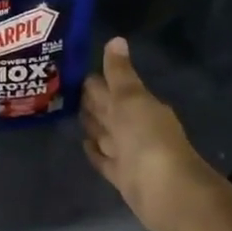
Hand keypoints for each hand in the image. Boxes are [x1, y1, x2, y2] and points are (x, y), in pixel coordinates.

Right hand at [82, 38, 220, 230]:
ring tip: (71, 114)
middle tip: (65, 90)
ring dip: (93, 125)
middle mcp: (136, 127)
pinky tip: (84, 144)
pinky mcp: (123, 176)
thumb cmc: (148, 139)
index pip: (113, 88)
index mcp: (140, 106)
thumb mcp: (131, 99)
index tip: (73, 71)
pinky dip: (95, 152)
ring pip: (106, 134)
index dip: (97, 81)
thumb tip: (116, 39)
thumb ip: (120, 73)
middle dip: (93, 101)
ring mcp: (130, 153)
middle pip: (110, 111)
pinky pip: (105, 159)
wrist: (166, 191)